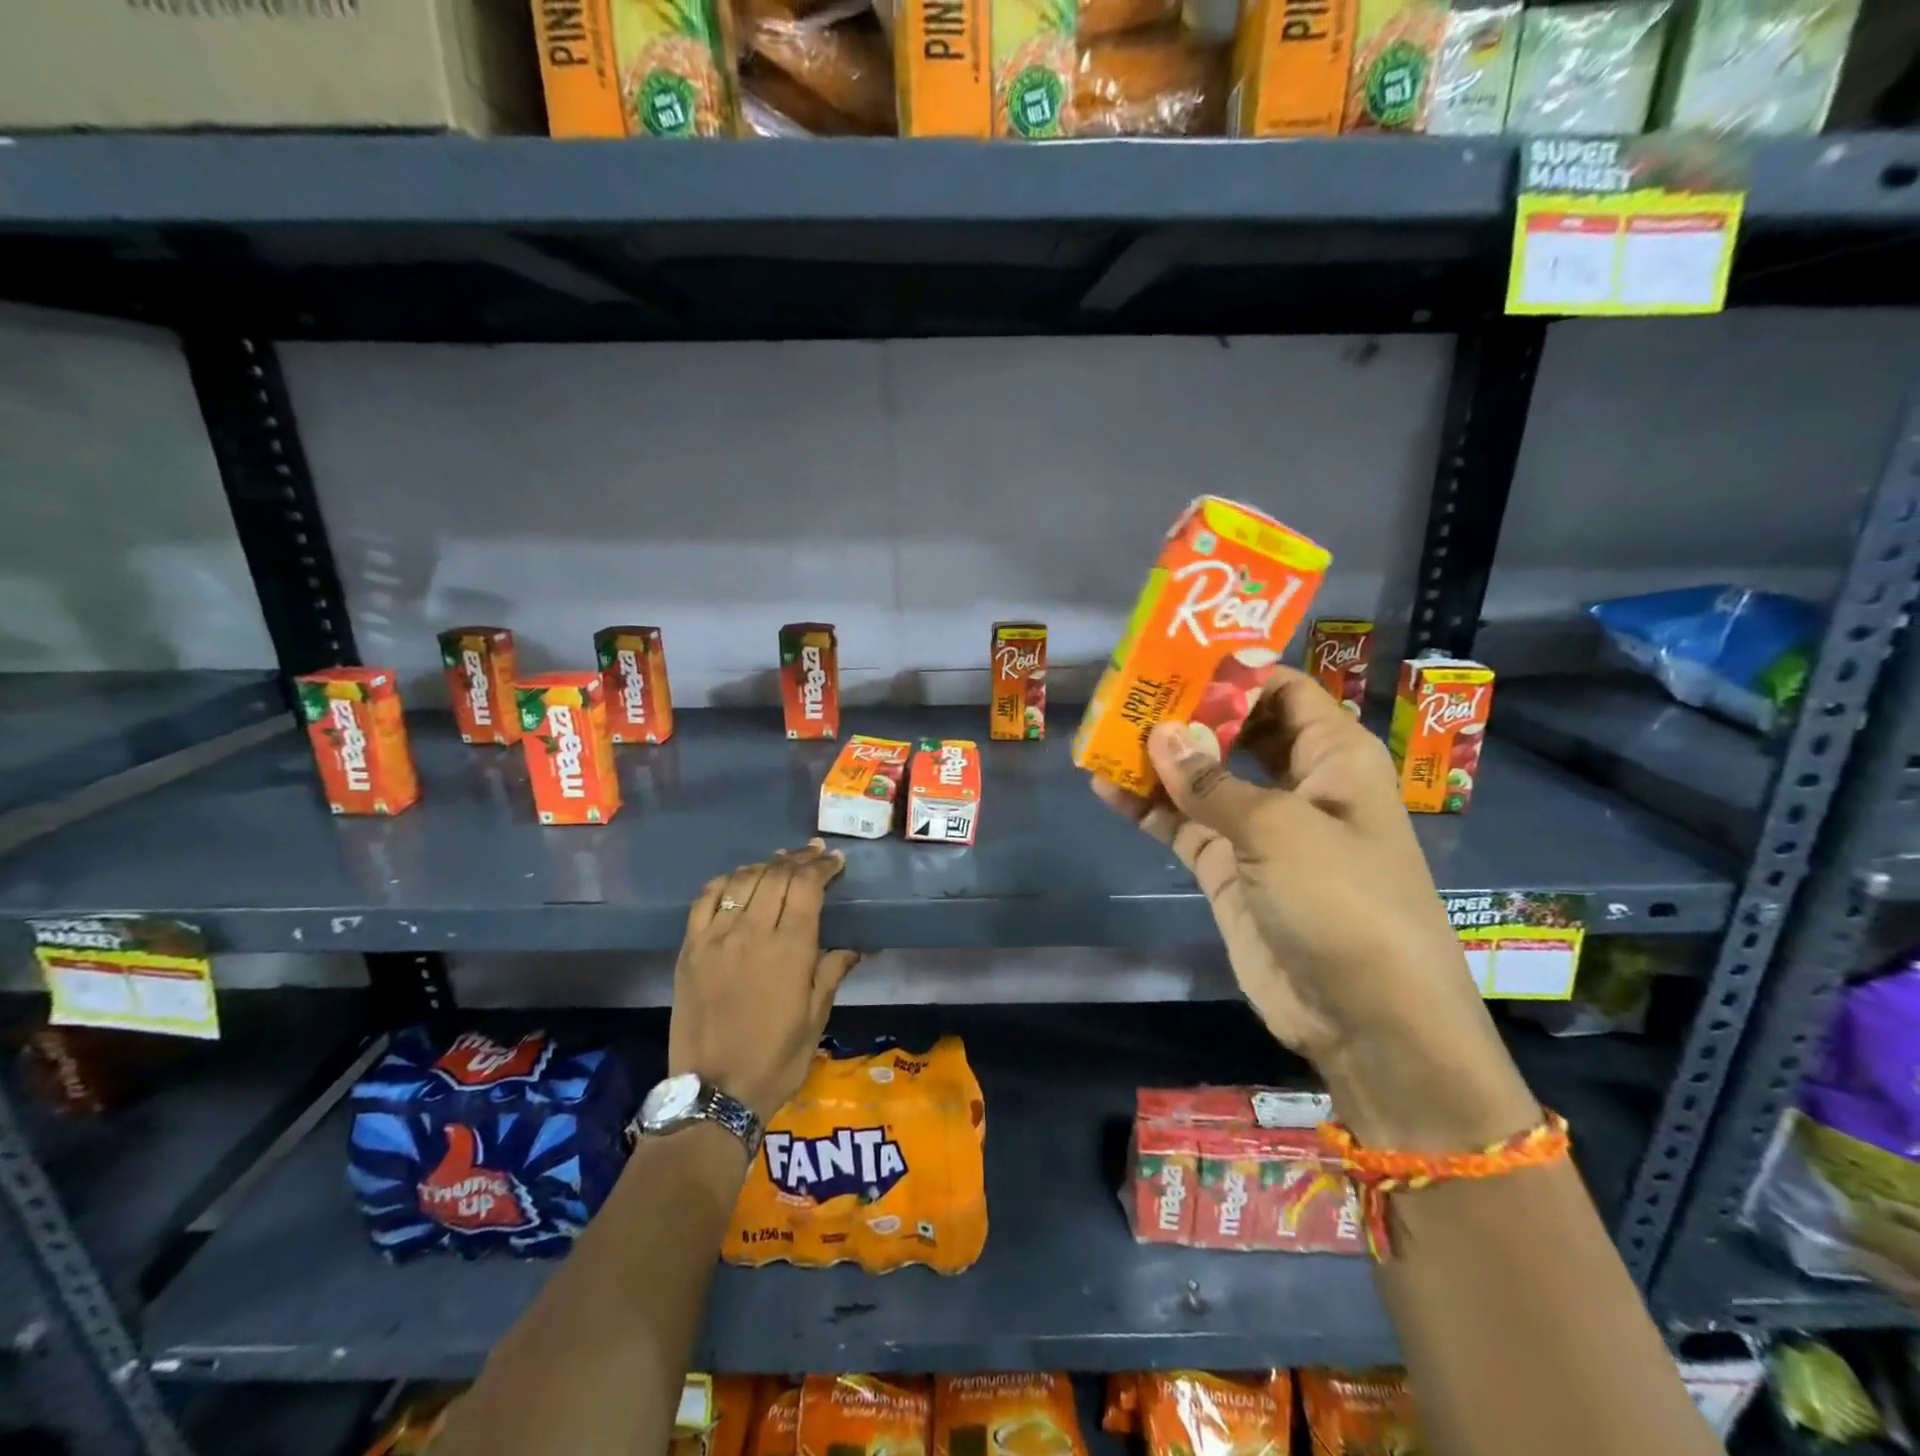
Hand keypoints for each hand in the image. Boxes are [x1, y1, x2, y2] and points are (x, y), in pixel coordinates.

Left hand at [669, 840, 859, 1121]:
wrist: (715, 1093)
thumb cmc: (777, 1059)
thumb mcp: (816, 1017)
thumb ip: (832, 972)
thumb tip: (856, 946)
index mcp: (791, 948)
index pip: (808, 886)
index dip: (823, 867)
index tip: (836, 861)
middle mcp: (753, 932)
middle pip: (777, 875)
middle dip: (800, 859)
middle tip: (814, 854)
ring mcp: (716, 938)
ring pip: (743, 880)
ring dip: (765, 865)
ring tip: (781, 861)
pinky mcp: (690, 949)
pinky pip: (705, 900)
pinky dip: (725, 882)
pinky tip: (737, 880)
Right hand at [1094, 666, 1536, 1150]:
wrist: (1367, 1018)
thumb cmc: (1343, 901)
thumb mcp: (1278, 829)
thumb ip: (1211, 782)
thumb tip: (1158, 734)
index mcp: (1333, 756)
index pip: (1282, 690)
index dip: (1232, 671)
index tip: (1172, 658)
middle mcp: (1298, 783)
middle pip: (1236, 730)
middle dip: (1186, 713)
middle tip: (1126, 694)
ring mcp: (1259, 828)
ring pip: (1202, 778)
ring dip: (1158, 760)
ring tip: (1104, 736)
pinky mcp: (1229, 869)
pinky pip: (1183, 825)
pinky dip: (1148, 808)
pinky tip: (1105, 789)